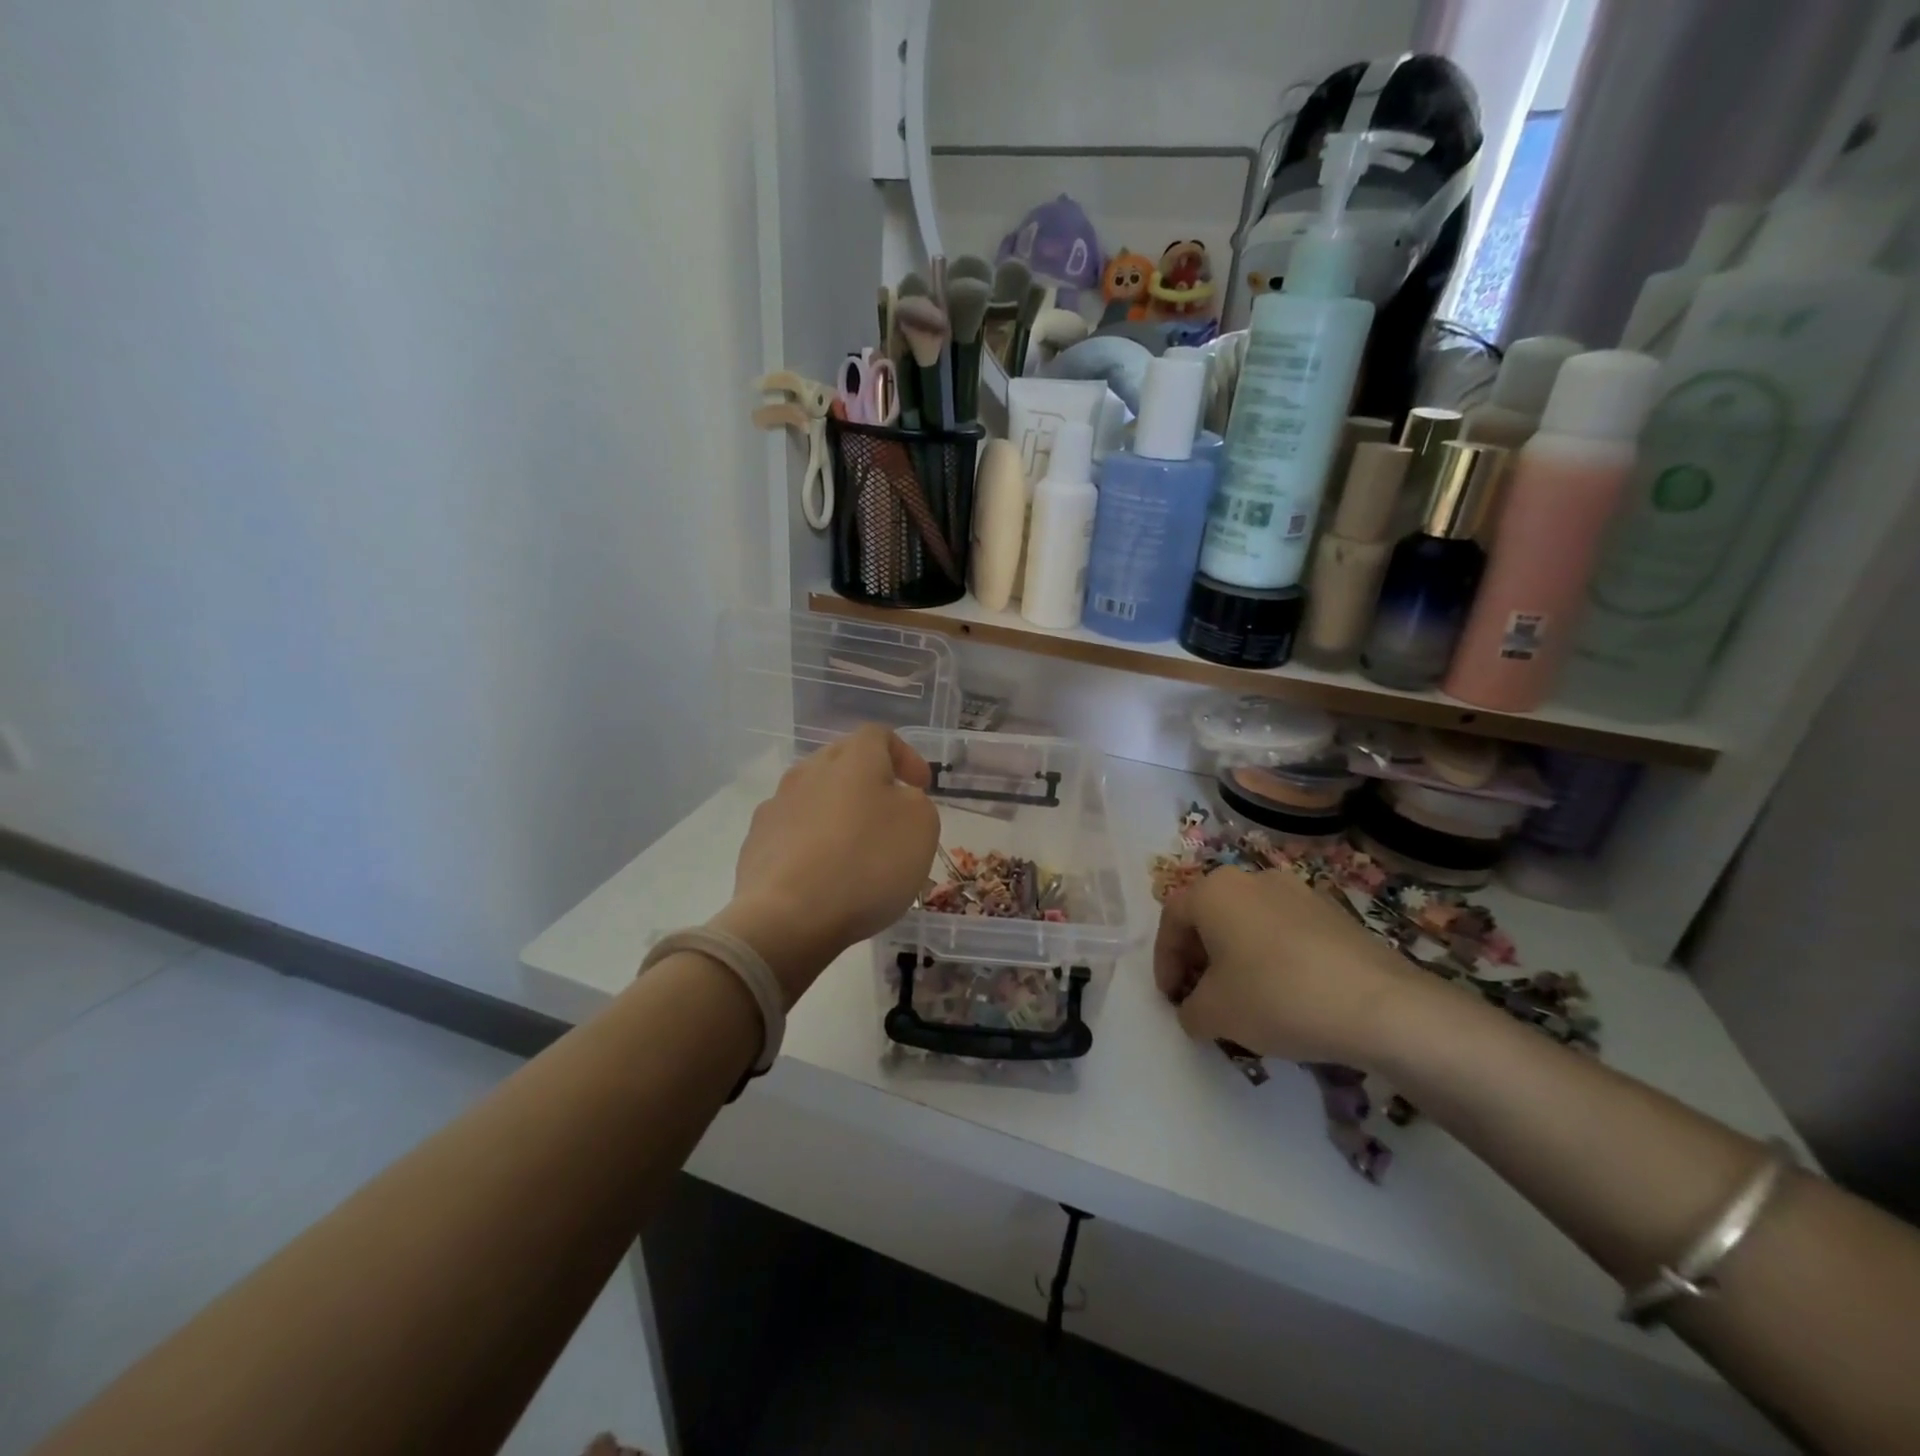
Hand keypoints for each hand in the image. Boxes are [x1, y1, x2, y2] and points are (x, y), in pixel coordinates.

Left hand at [712, 724, 939, 1004]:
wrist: (788, 917)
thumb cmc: (867, 863)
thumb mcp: (921, 826)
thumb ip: (915, 802)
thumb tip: (895, 800)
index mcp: (853, 758)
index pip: (879, 735)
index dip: (905, 756)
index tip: (920, 787)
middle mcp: (809, 770)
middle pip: (843, 762)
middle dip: (869, 782)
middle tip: (890, 814)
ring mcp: (777, 805)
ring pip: (815, 796)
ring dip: (837, 813)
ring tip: (855, 848)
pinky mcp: (756, 842)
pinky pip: (792, 831)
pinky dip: (811, 842)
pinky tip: (822, 874)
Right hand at [1153, 867, 1412, 1065]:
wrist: (1380, 1006)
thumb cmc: (1277, 997)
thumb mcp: (1213, 1014)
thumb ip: (1189, 1010)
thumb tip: (1195, 1010)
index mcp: (1214, 890)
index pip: (1172, 919)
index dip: (1164, 961)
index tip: (1171, 998)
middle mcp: (1252, 879)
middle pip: (1210, 916)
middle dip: (1199, 957)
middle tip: (1200, 997)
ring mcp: (1298, 892)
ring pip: (1249, 922)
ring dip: (1236, 957)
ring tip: (1243, 1000)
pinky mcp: (1334, 913)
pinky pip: (1285, 932)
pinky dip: (1272, 958)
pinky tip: (1286, 996)